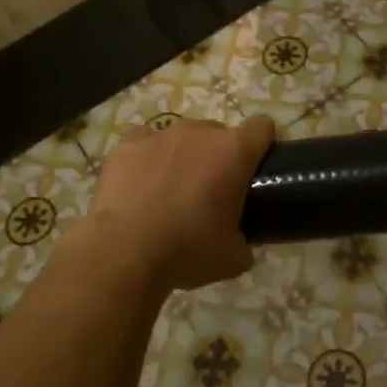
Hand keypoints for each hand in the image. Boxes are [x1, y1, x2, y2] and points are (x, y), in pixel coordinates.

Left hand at [83, 115, 275, 292]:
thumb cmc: (187, 250)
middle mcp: (200, 132)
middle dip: (218, 156)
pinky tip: (141, 183)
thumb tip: (241, 242)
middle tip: (210, 192)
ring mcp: (161, 134)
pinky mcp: (127, 144)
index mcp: (234, 152)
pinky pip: (146, 141)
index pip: (262, 128)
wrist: (123, 253)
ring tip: (170, 191)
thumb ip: (245, 241)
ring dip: (184, 156)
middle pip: (220, 133)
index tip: (256, 168)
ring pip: (182, 137)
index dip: (262, 144)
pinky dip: (148, 157)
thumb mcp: (233, 258)